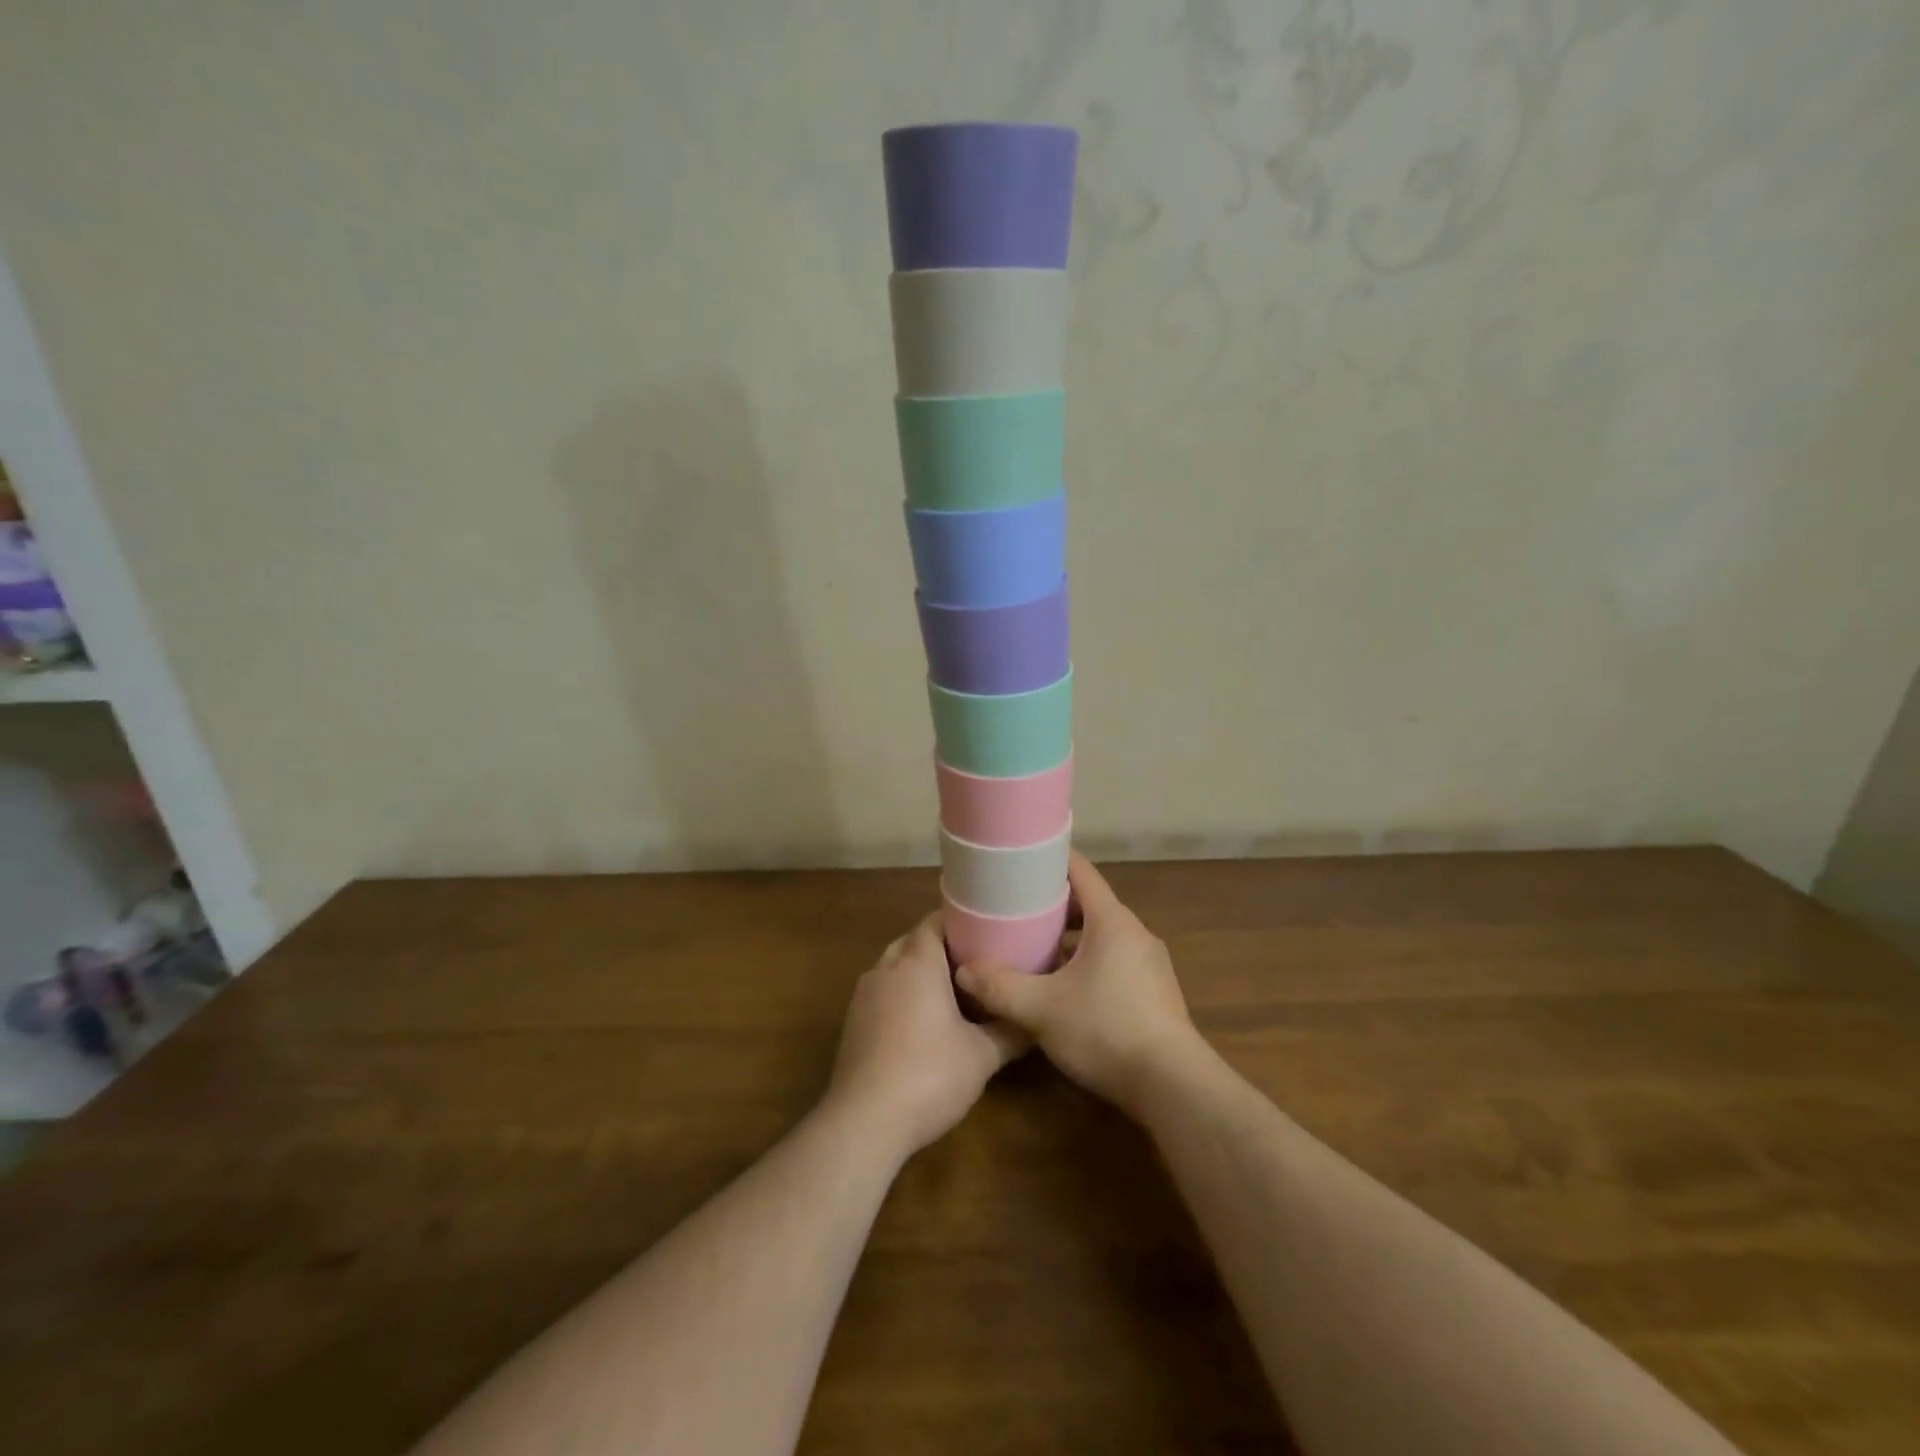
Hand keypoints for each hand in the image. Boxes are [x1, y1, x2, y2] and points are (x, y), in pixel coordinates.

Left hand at [823, 912, 1026, 1157]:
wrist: (864, 1122)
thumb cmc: (929, 1075)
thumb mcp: (982, 1055)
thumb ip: (1010, 1031)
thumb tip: (1034, 1020)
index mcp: (916, 962)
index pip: (935, 921)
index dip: (961, 922)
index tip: (987, 931)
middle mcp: (886, 968)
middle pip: (914, 941)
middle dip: (942, 947)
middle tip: (976, 962)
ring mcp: (863, 996)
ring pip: (894, 967)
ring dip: (919, 972)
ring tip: (953, 991)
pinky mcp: (852, 1023)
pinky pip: (882, 993)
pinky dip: (901, 995)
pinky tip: (922, 1023)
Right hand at [954, 854, 1200, 1113]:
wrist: (1173, 1086)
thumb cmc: (1105, 1031)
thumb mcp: (1041, 1009)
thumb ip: (1000, 987)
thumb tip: (963, 970)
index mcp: (1112, 921)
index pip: (1081, 871)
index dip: (1050, 860)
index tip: (1020, 861)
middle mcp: (1135, 933)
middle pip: (1090, 904)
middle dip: (1053, 905)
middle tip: (1016, 911)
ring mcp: (1149, 964)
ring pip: (1102, 936)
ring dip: (1070, 938)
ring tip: (1034, 950)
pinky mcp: (1154, 992)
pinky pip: (1114, 961)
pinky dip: (1088, 962)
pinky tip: (1064, 989)